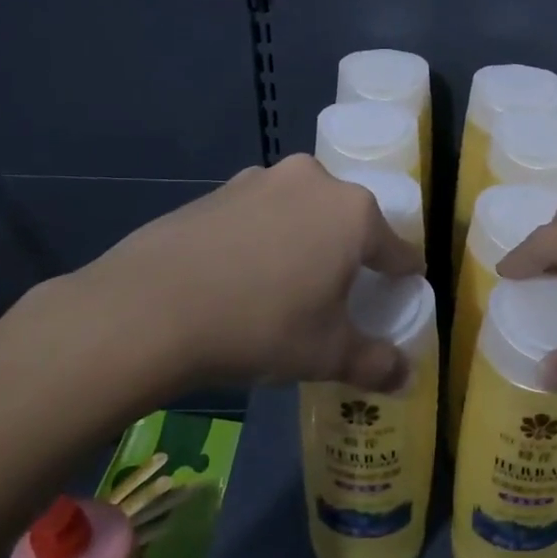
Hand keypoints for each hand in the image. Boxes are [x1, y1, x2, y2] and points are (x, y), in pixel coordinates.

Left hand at [25, 156, 424, 408]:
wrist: (150, 307)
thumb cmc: (261, 326)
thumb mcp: (326, 354)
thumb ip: (376, 364)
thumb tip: (406, 377)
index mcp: (354, 213)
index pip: (397, 249)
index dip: (401, 279)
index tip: (396, 299)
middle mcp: (315, 182)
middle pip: (349, 223)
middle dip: (349, 258)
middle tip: (336, 299)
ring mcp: (262, 180)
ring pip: (302, 214)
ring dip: (305, 243)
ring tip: (285, 288)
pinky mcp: (219, 189)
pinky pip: (260, 215)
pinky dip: (263, 239)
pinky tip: (240, 277)